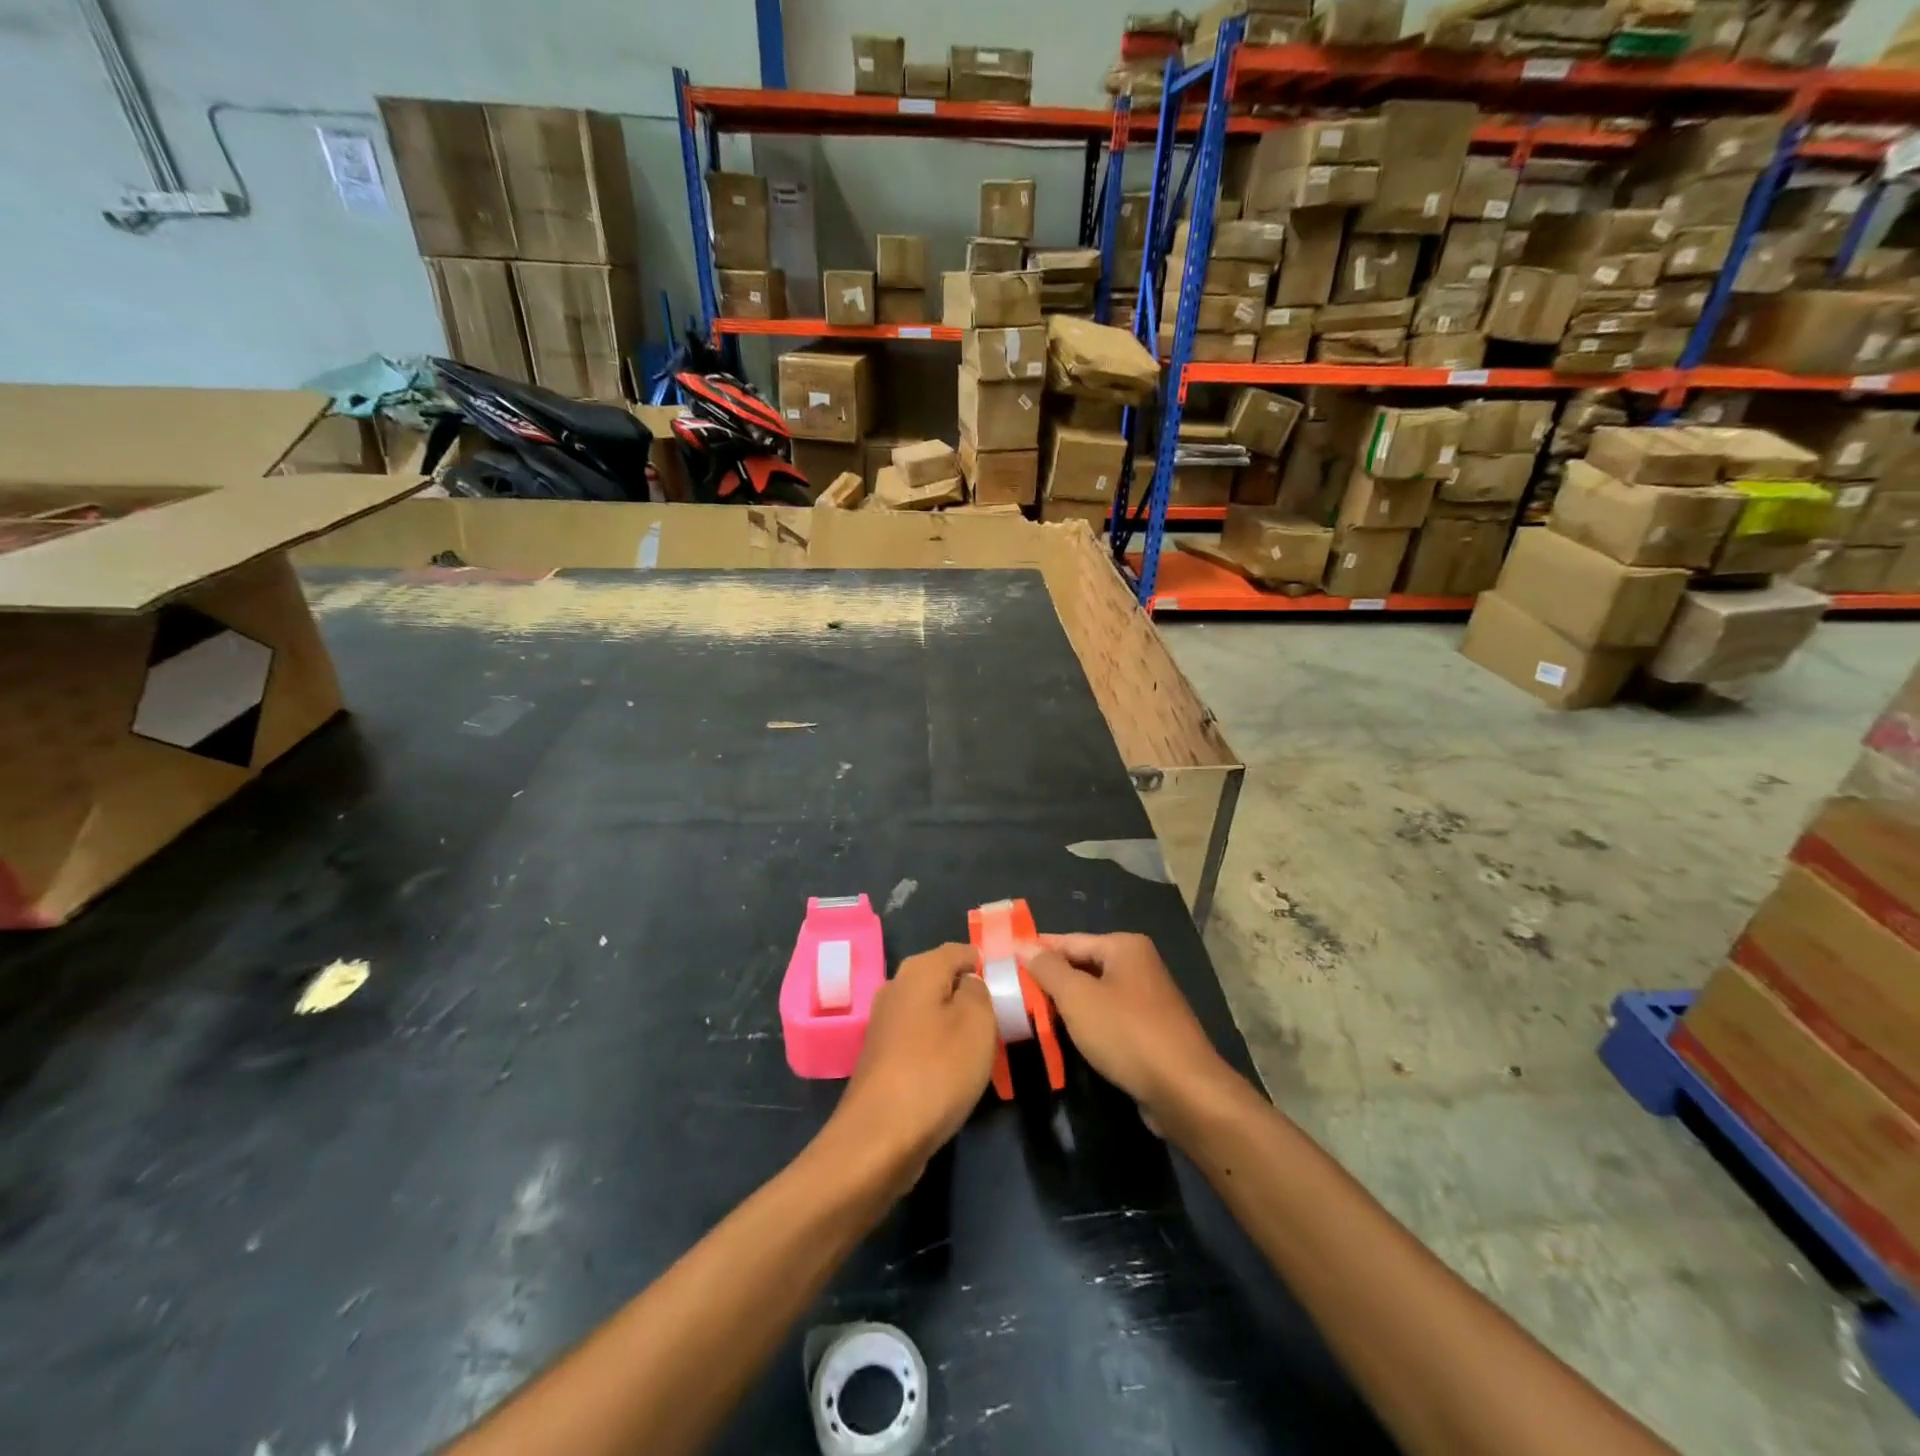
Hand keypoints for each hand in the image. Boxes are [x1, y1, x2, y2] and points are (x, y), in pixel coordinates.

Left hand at [826, 944, 996, 1191]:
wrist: (880, 1137)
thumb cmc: (937, 1070)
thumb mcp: (977, 1022)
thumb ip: (979, 991)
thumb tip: (969, 983)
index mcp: (918, 970)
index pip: (960, 950)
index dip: (987, 964)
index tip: (1011, 988)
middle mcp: (896, 987)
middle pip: (943, 980)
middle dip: (972, 996)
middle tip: (1002, 1021)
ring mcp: (884, 1024)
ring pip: (931, 1012)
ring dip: (956, 1026)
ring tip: (984, 1050)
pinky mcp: (881, 1057)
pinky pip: (920, 1040)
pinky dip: (939, 1050)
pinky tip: (954, 1073)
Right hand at [1023, 932, 1242, 1129]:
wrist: (1184, 1090)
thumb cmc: (1126, 1033)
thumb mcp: (1077, 997)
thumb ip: (1047, 969)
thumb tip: (1022, 944)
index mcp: (1124, 947)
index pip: (1068, 941)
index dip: (1035, 951)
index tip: (1003, 961)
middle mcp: (1138, 965)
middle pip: (1081, 966)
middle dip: (1049, 980)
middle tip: (1011, 992)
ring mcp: (1146, 998)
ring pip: (1093, 994)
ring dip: (1065, 1005)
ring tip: (1029, 1016)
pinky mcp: (1149, 1030)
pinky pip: (1107, 1017)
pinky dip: (1085, 1024)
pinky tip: (1063, 1037)